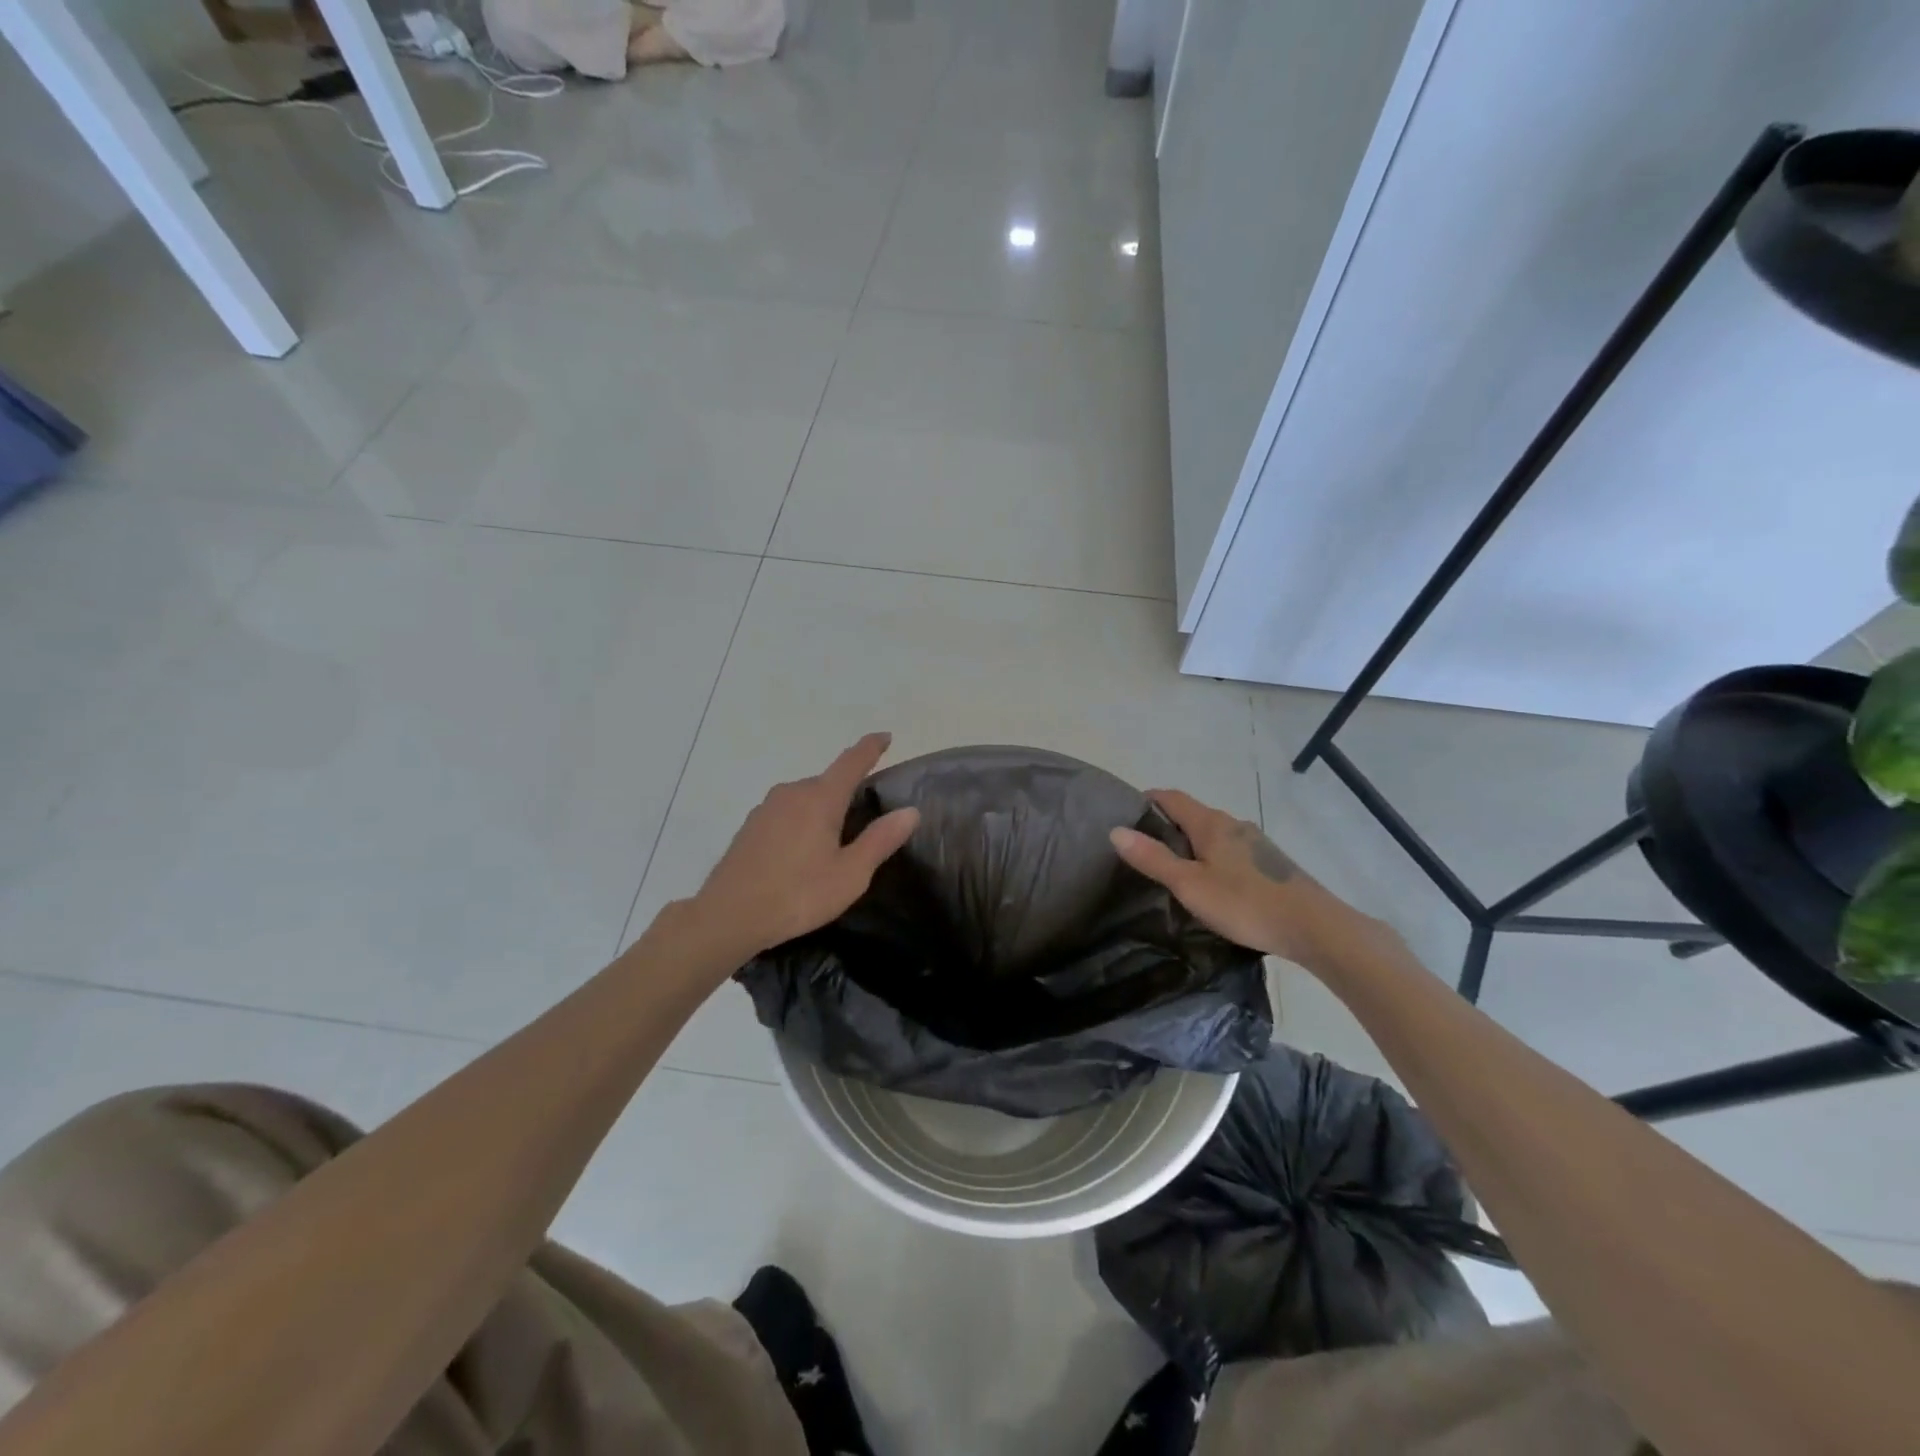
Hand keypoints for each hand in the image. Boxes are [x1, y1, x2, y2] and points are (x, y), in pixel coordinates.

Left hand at [689, 733, 920, 958]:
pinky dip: (802, 821)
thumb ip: (880, 840)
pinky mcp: (750, 826)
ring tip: (834, 841)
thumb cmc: (798, 894)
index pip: (851, 761)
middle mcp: (792, 792)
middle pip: (828, 781)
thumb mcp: (850, 873)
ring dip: (823, 809)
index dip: (871, 747)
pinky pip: (787, 812)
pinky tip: (802, 852)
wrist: (728, 916)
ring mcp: (767, 808)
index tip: (886, 736)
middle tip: (865, 818)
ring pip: (805, 797)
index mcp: (820, 798)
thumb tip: (910, 811)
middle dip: (848, 791)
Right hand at [1109, 788, 1349, 964]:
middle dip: (1165, 824)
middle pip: (1192, 814)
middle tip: (1140, 847)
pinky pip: (1229, 850)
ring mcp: (1255, 843)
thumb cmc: (1245, 904)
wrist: (1315, 927)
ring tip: (1170, 867)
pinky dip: (1210, 856)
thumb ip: (1153, 858)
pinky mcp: (1269, 863)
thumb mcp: (1190, 885)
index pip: (1171, 797)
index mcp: (1211, 823)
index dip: (1147, 800)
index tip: (1125, 813)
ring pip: (1212, 833)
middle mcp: (1233, 824)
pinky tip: (1209, 882)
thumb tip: (1115, 830)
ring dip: (1189, 842)